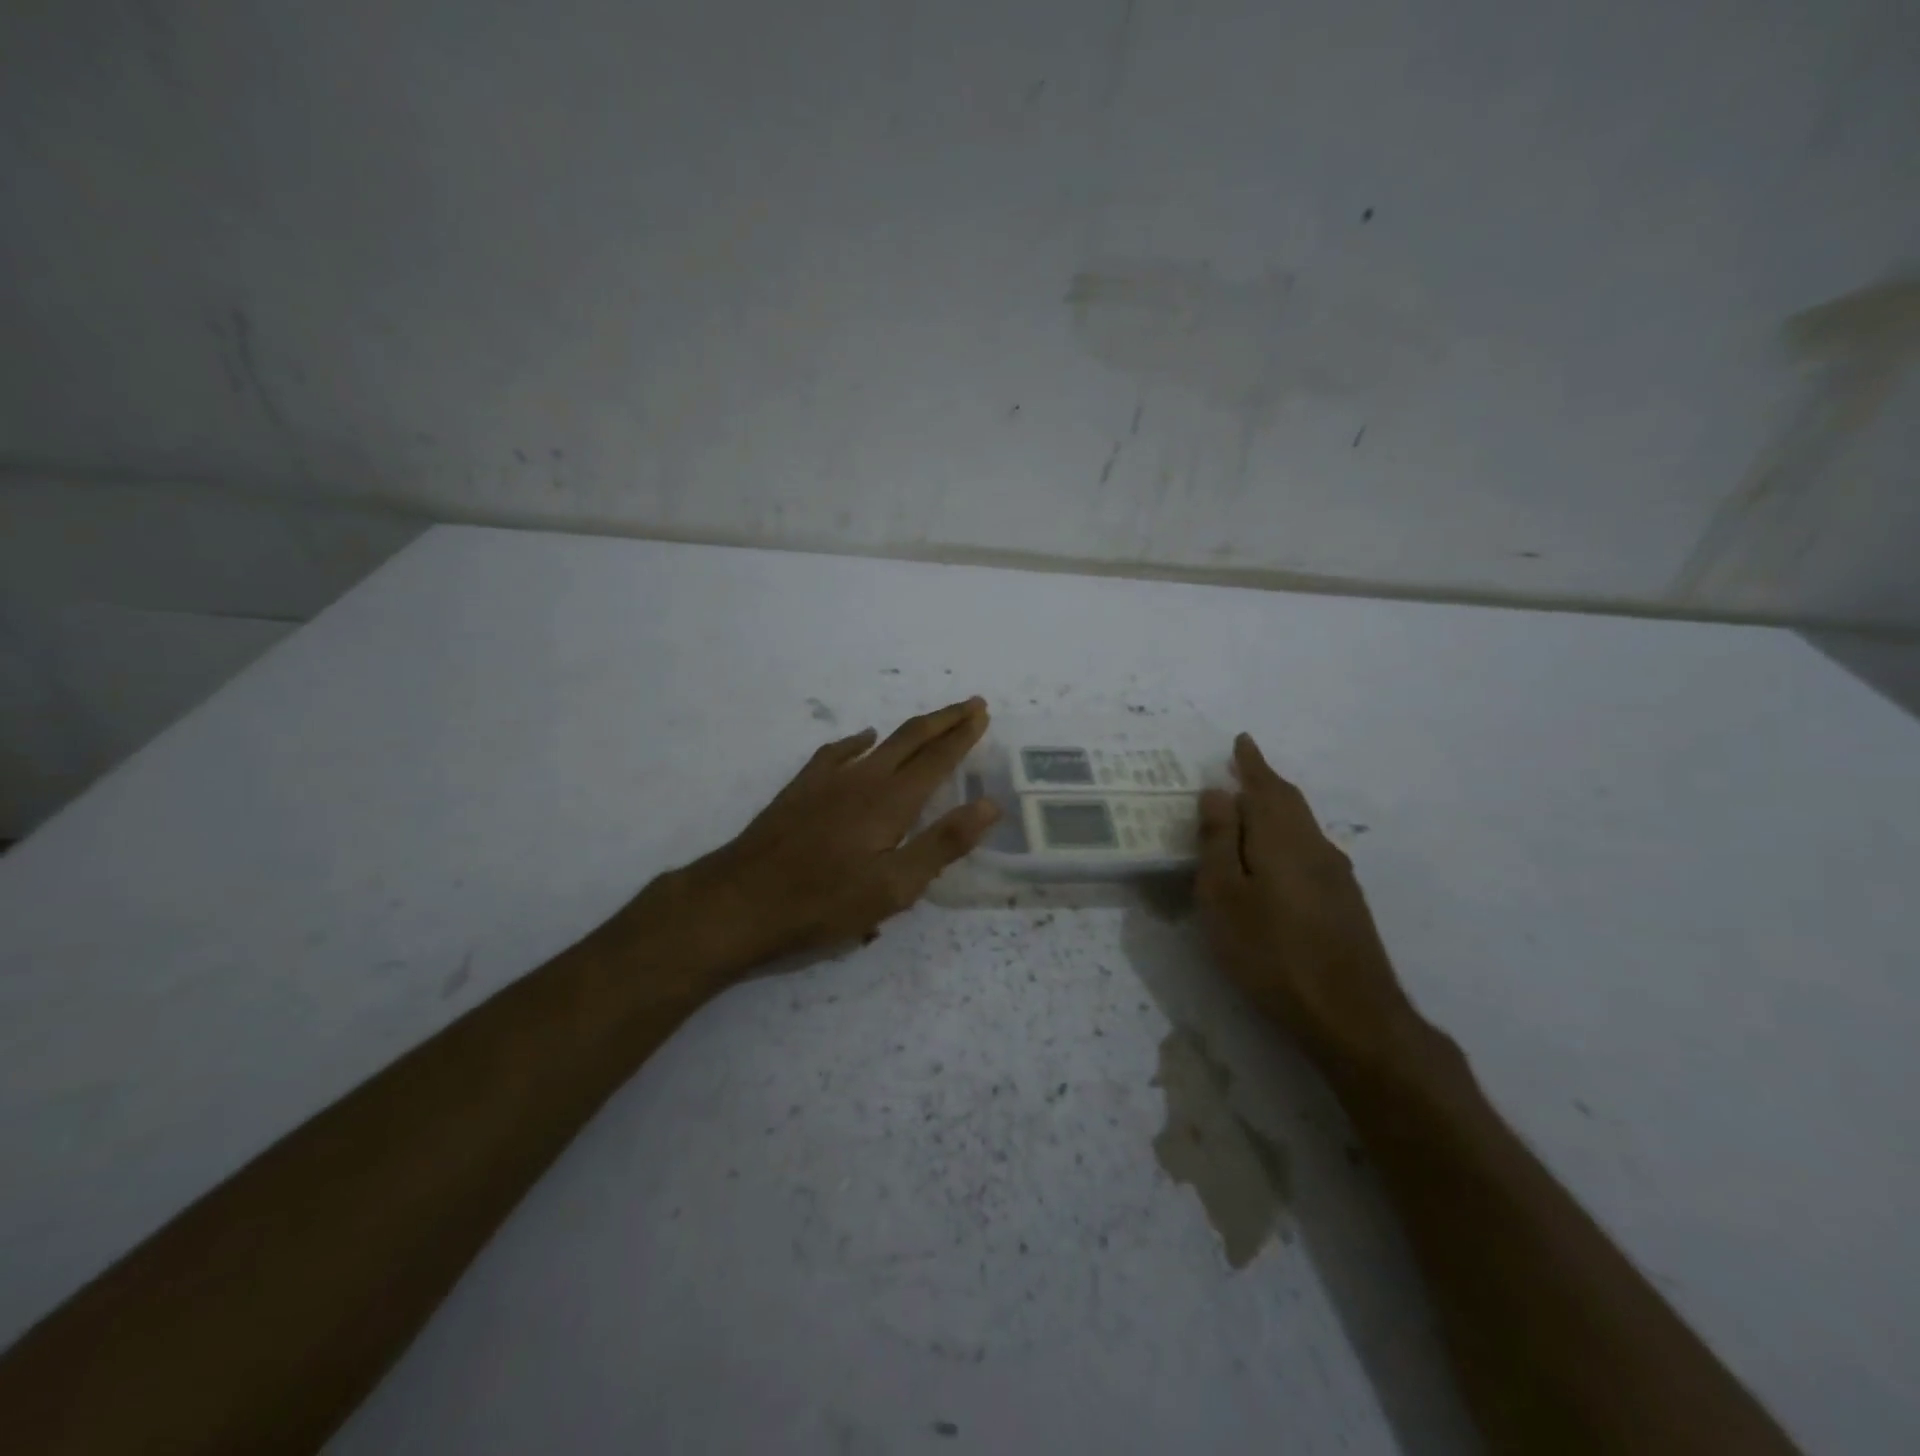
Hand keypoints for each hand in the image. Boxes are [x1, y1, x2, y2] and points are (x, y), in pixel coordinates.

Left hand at [633, 698, 999, 983]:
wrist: (741, 900)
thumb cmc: (824, 902)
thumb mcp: (894, 887)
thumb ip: (943, 844)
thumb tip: (990, 805)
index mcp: (891, 801)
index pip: (937, 759)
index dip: (963, 735)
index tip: (982, 713)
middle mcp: (864, 778)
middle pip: (911, 738)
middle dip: (944, 720)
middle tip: (971, 705)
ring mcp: (828, 779)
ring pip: (879, 741)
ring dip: (911, 730)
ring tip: (930, 723)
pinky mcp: (802, 788)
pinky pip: (837, 751)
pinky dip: (858, 740)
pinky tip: (864, 739)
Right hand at [1195, 734, 1425, 1075]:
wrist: (1351, 1015)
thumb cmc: (1271, 951)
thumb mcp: (1225, 895)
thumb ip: (1219, 841)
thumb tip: (1218, 793)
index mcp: (1283, 838)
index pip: (1265, 786)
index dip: (1250, 763)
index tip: (1241, 740)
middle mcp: (1316, 846)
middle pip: (1289, 802)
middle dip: (1265, 782)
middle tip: (1242, 769)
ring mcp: (1336, 876)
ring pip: (1301, 827)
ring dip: (1276, 811)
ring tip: (1250, 812)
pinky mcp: (1345, 903)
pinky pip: (1308, 851)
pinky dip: (1286, 839)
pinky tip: (1276, 861)